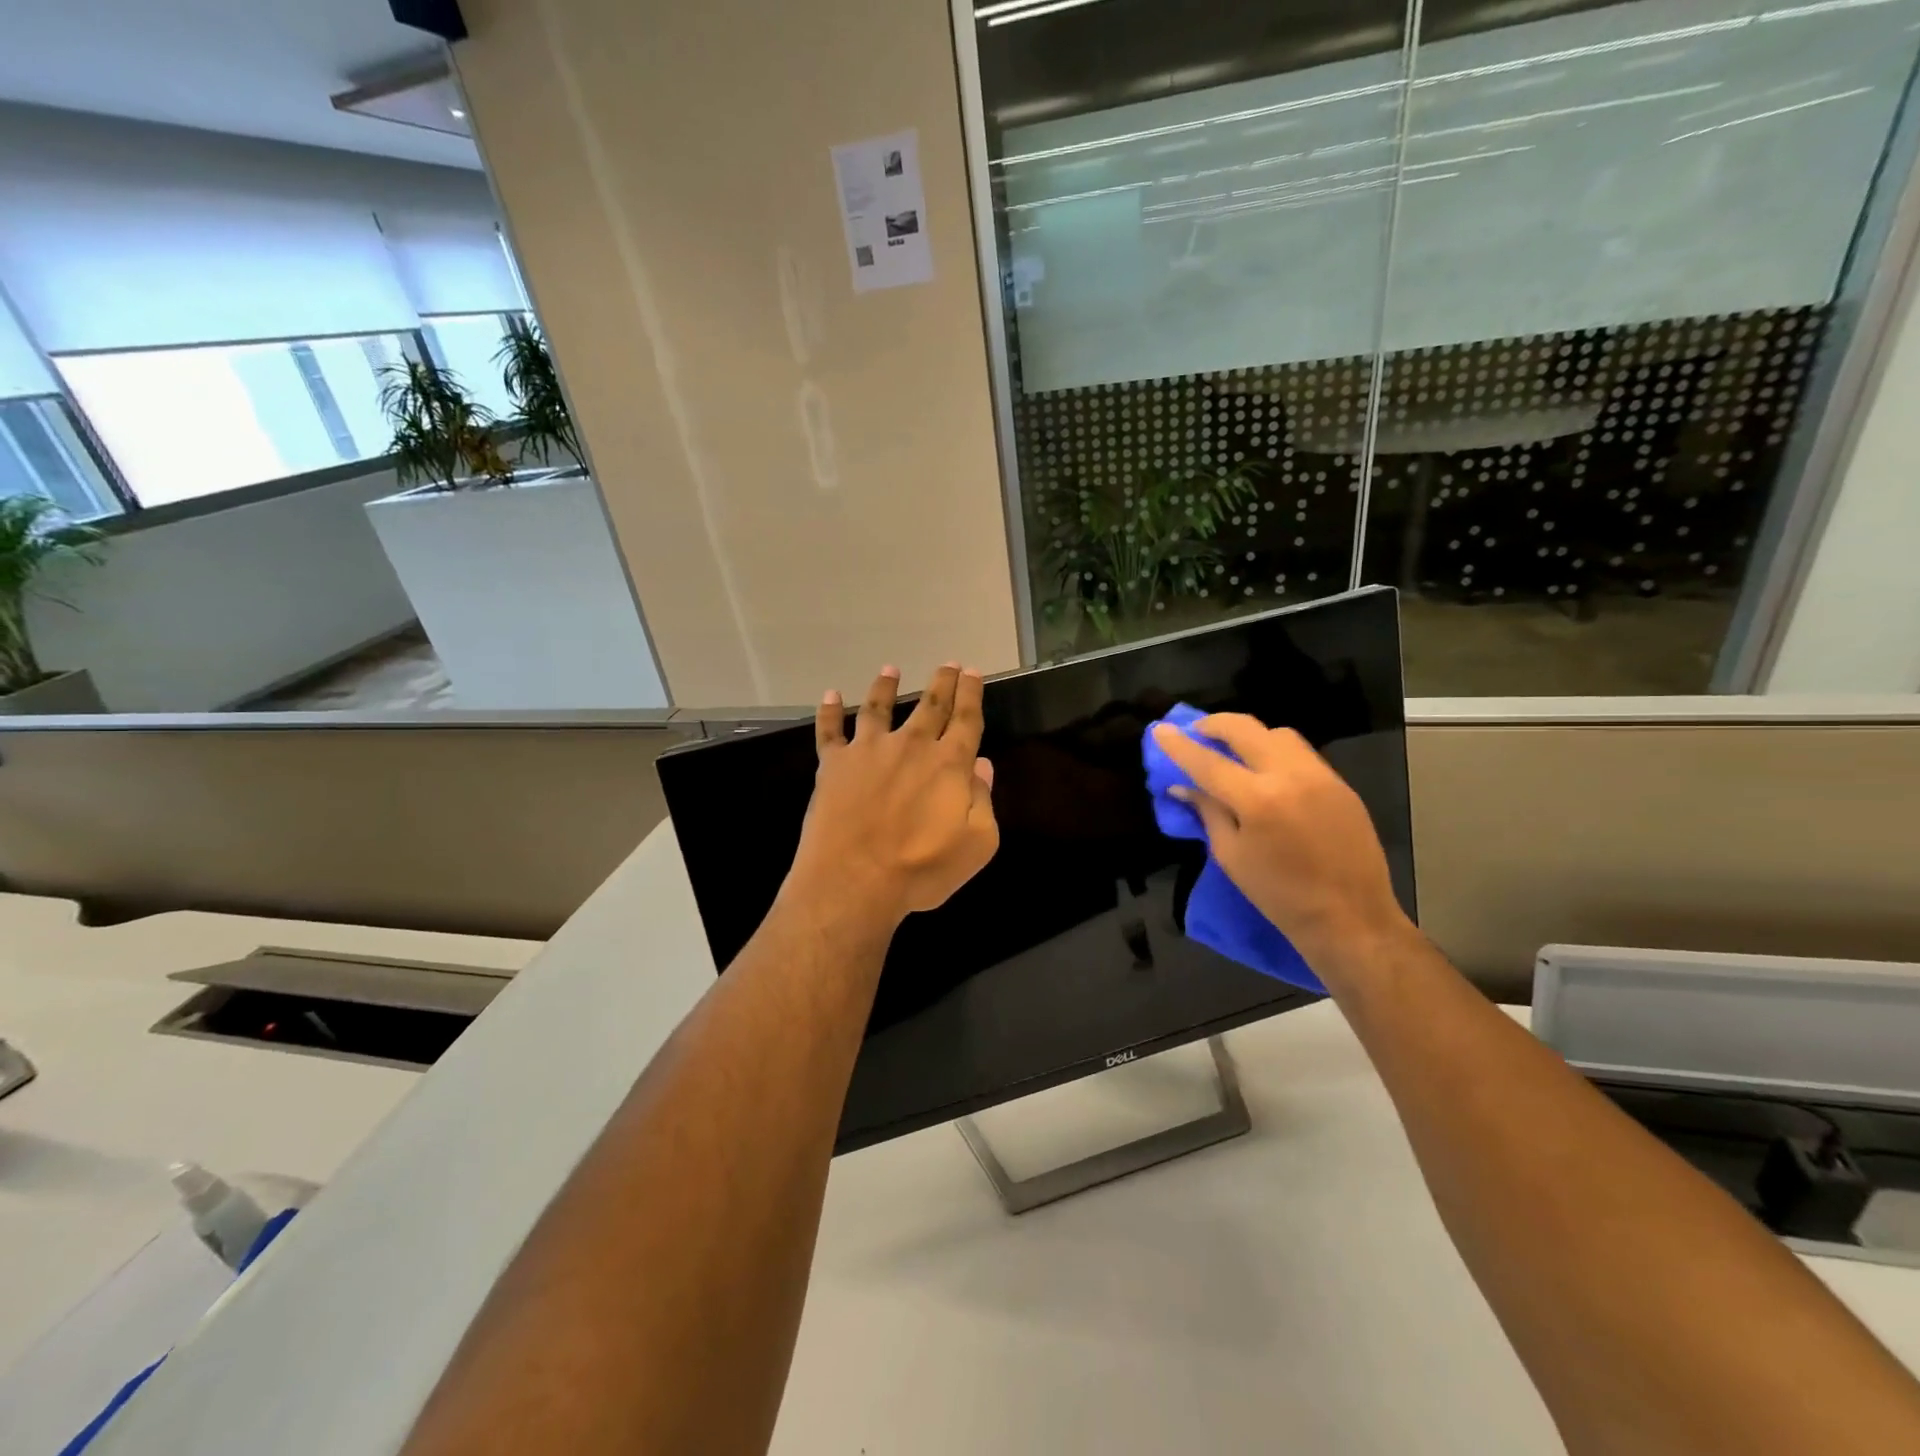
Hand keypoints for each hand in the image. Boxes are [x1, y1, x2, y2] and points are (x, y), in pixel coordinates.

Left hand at [785, 664, 999, 931]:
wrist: (855, 880)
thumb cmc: (921, 869)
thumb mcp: (976, 844)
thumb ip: (983, 800)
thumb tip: (981, 765)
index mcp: (949, 764)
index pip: (966, 719)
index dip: (972, 694)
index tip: (973, 673)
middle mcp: (910, 746)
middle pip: (930, 705)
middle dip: (942, 682)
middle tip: (948, 664)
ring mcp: (869, 751)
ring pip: (878, 707)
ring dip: (886, 686)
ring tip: (890, 669)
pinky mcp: (834, 764)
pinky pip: (830, 730)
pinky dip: (830, 711)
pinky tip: (830, 695)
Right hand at [1150, 714, 1410, 985]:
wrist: (1350, 917)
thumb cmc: (1279, 896)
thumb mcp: (1231, 855)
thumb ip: (1208, 812)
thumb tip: (1184, 785)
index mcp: (1257, 800)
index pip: (1207, 762)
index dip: (1179, 745)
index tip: (1160, 730)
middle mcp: (1290, 776)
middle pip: (1245, 729)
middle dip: (1214, 724)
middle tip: (1196, 731)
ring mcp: (1320, 776)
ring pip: (1277, 734)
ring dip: (1249, 735)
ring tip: (1233, 750)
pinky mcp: (1340, 784)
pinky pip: (1301, 753)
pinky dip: (1275, 752)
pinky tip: (1265, 772)